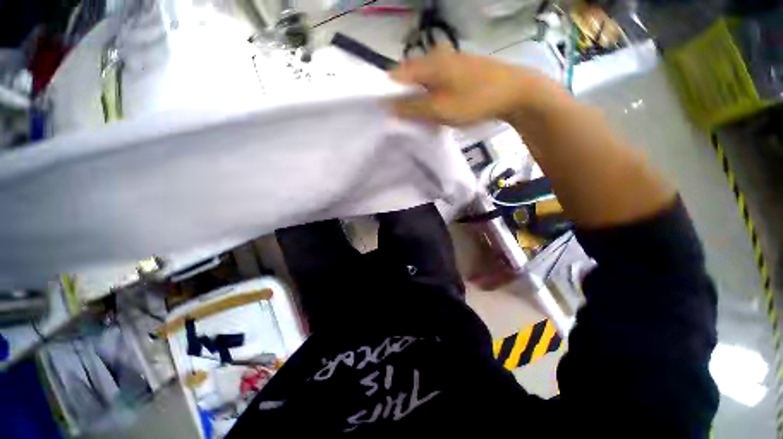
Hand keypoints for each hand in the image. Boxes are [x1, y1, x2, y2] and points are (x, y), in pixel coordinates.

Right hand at [389, 46, 560, 125]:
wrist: (515, 91)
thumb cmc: (475, 100)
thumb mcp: (440, 109)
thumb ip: (412, 108)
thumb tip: (387, 107)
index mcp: (427, 64)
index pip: (395, 75)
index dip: (387, 94)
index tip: (385, 113)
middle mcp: (435, 57)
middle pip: (408, 78)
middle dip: (402, 98)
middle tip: (403, 118)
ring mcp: (448, 62)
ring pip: (422, 81)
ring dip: (417, 99)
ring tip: (418, 117)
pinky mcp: (458, 70)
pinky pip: (435, 83)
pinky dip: (430, 96)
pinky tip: (435, 108)